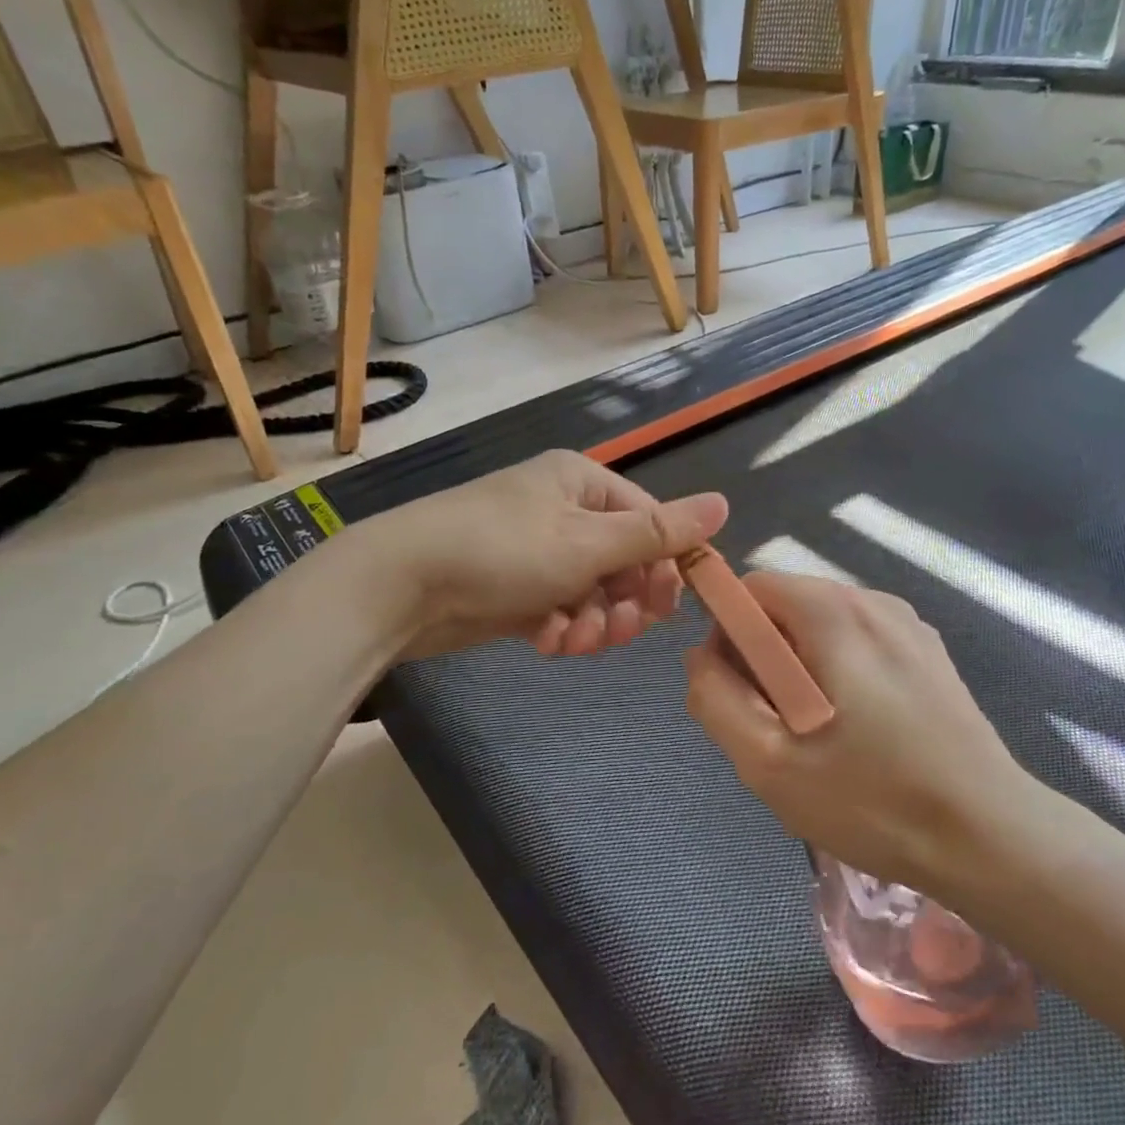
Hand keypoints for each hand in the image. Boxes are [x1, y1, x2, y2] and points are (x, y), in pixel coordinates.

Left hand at [364, 450, 728, 659]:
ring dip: (592, 622)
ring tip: (572, 640)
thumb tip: (723, 503)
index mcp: (583, 483)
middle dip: (624, 601)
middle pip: (622, 561)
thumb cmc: (502, 550)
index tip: (668, 607)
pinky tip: (545, 641)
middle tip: (617, 630)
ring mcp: (537, 551)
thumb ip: (658, 531)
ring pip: (592, 592)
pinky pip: (559, 609)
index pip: (649, 520)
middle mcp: (562, 511)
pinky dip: (559, 629)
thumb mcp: (588, 542)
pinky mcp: (515, 589)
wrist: (401, 585)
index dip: (665, 565)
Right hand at [684, 572, 1037, 890]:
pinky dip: (837, 674)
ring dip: (799, 669)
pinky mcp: (928, 653)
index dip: (727, 635)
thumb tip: (701, 656)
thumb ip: (715, 697)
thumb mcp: (767, 760)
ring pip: (820, 627)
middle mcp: (872, 600)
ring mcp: (908, 625)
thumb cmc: (872, 799)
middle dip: (763, 657)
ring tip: (818, 736)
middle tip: (777, 726)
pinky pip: (857, 644)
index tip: (740, 694)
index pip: (750, 589)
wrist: (991, 838)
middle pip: (785, 606)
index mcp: (832, 612)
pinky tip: (858, 733)